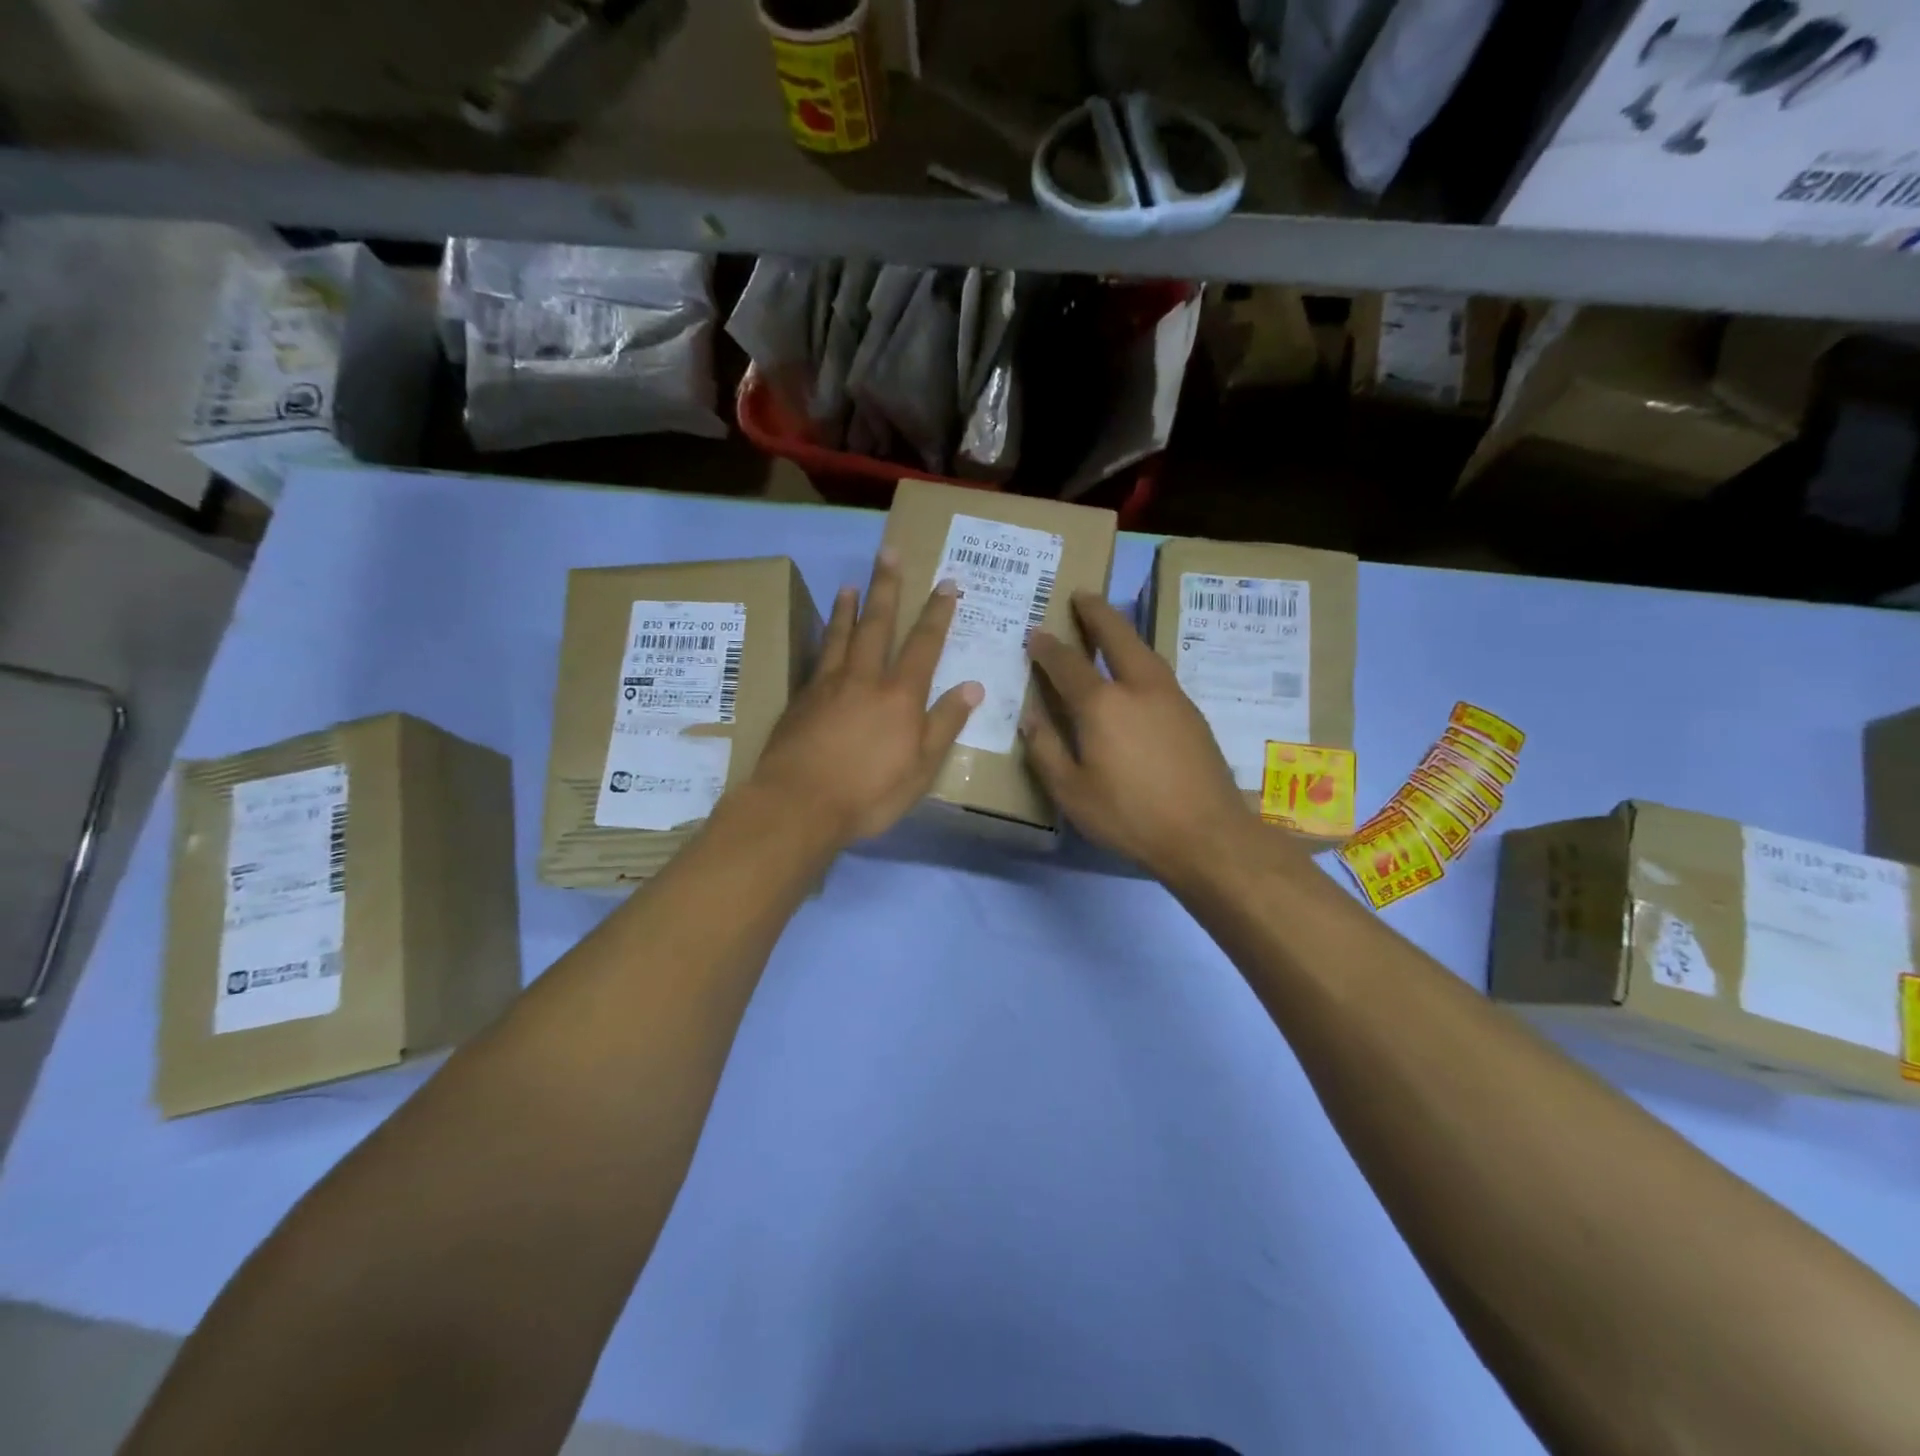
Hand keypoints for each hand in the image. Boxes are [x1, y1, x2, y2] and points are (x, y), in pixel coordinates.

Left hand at [748, 548, 981, 848]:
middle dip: (886, 588)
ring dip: (849, 607)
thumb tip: (972, 686)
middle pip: (877, 624)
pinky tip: (823, 635)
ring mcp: (827, 685)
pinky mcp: (801, 699)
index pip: (924, 644)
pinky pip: (817, 657)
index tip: (946, 583)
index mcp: (899, 695)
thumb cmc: (869, 792)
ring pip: (840, 635)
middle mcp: (864, 678)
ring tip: (850, 584)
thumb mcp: (921, 768)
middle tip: (888, 553)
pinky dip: (823, 638)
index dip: (937, 613)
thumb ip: (944, 724)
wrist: (798, 804)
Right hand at [1022, 590, 1261, 886]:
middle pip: (1117, 636)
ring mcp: (1171, 696)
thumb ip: (1045, 750)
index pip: (1066, 664)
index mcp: (1101, 705)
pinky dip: (1141, 656)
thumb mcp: (1071, 792)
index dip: (1047, 647)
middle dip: (1096, 612)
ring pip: (1144, 649)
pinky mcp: (1192, 712)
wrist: (1207, 834)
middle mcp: (1137, 687)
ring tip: (1110, 623)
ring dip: (1123, 630)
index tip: (1035, 633)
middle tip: (1083, 594)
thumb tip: (1029, 716)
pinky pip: (1158, 670)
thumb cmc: (1129, 816)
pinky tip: (1137, 669)